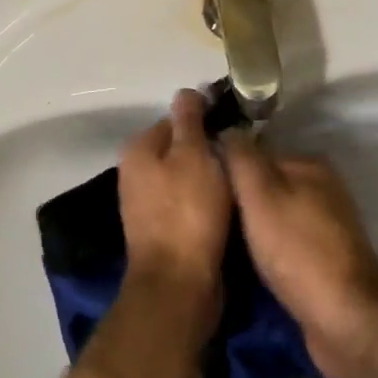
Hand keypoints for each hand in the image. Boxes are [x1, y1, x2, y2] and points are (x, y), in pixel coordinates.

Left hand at [118, 89, 231, 316]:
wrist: (178, 286)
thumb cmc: (187, 212)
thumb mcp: (193, 154)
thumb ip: (189, 120)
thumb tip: (186, 91)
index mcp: (139, 149)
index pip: (177, 120)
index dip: (207, 122)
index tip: (236, 131)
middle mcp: (136, 173)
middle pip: (182, 149)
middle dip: (210, 152)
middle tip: (241, 159)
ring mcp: (147, 205)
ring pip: (188, 178)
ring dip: (211, 180)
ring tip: (240, 183)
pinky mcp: (163, 232)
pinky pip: (189, 205)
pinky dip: (207, 204)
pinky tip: (229, 208)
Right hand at [220, 135, 377, 377]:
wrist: (346, 322)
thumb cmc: (298, 250)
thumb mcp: (260, 195)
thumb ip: (241, 158)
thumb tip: (226, 128)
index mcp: (310, 165)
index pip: (256, 155)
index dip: (227, 170)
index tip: (200, 189)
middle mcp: (322, 190)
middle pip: (266, 188)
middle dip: (239, 204)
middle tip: (205, 221)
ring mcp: (326, 228)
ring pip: (274, 220)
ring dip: (250, 233)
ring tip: (217, 246)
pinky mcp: (325, 263)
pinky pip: (285, 248)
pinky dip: (266, 255)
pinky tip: (244, 269)